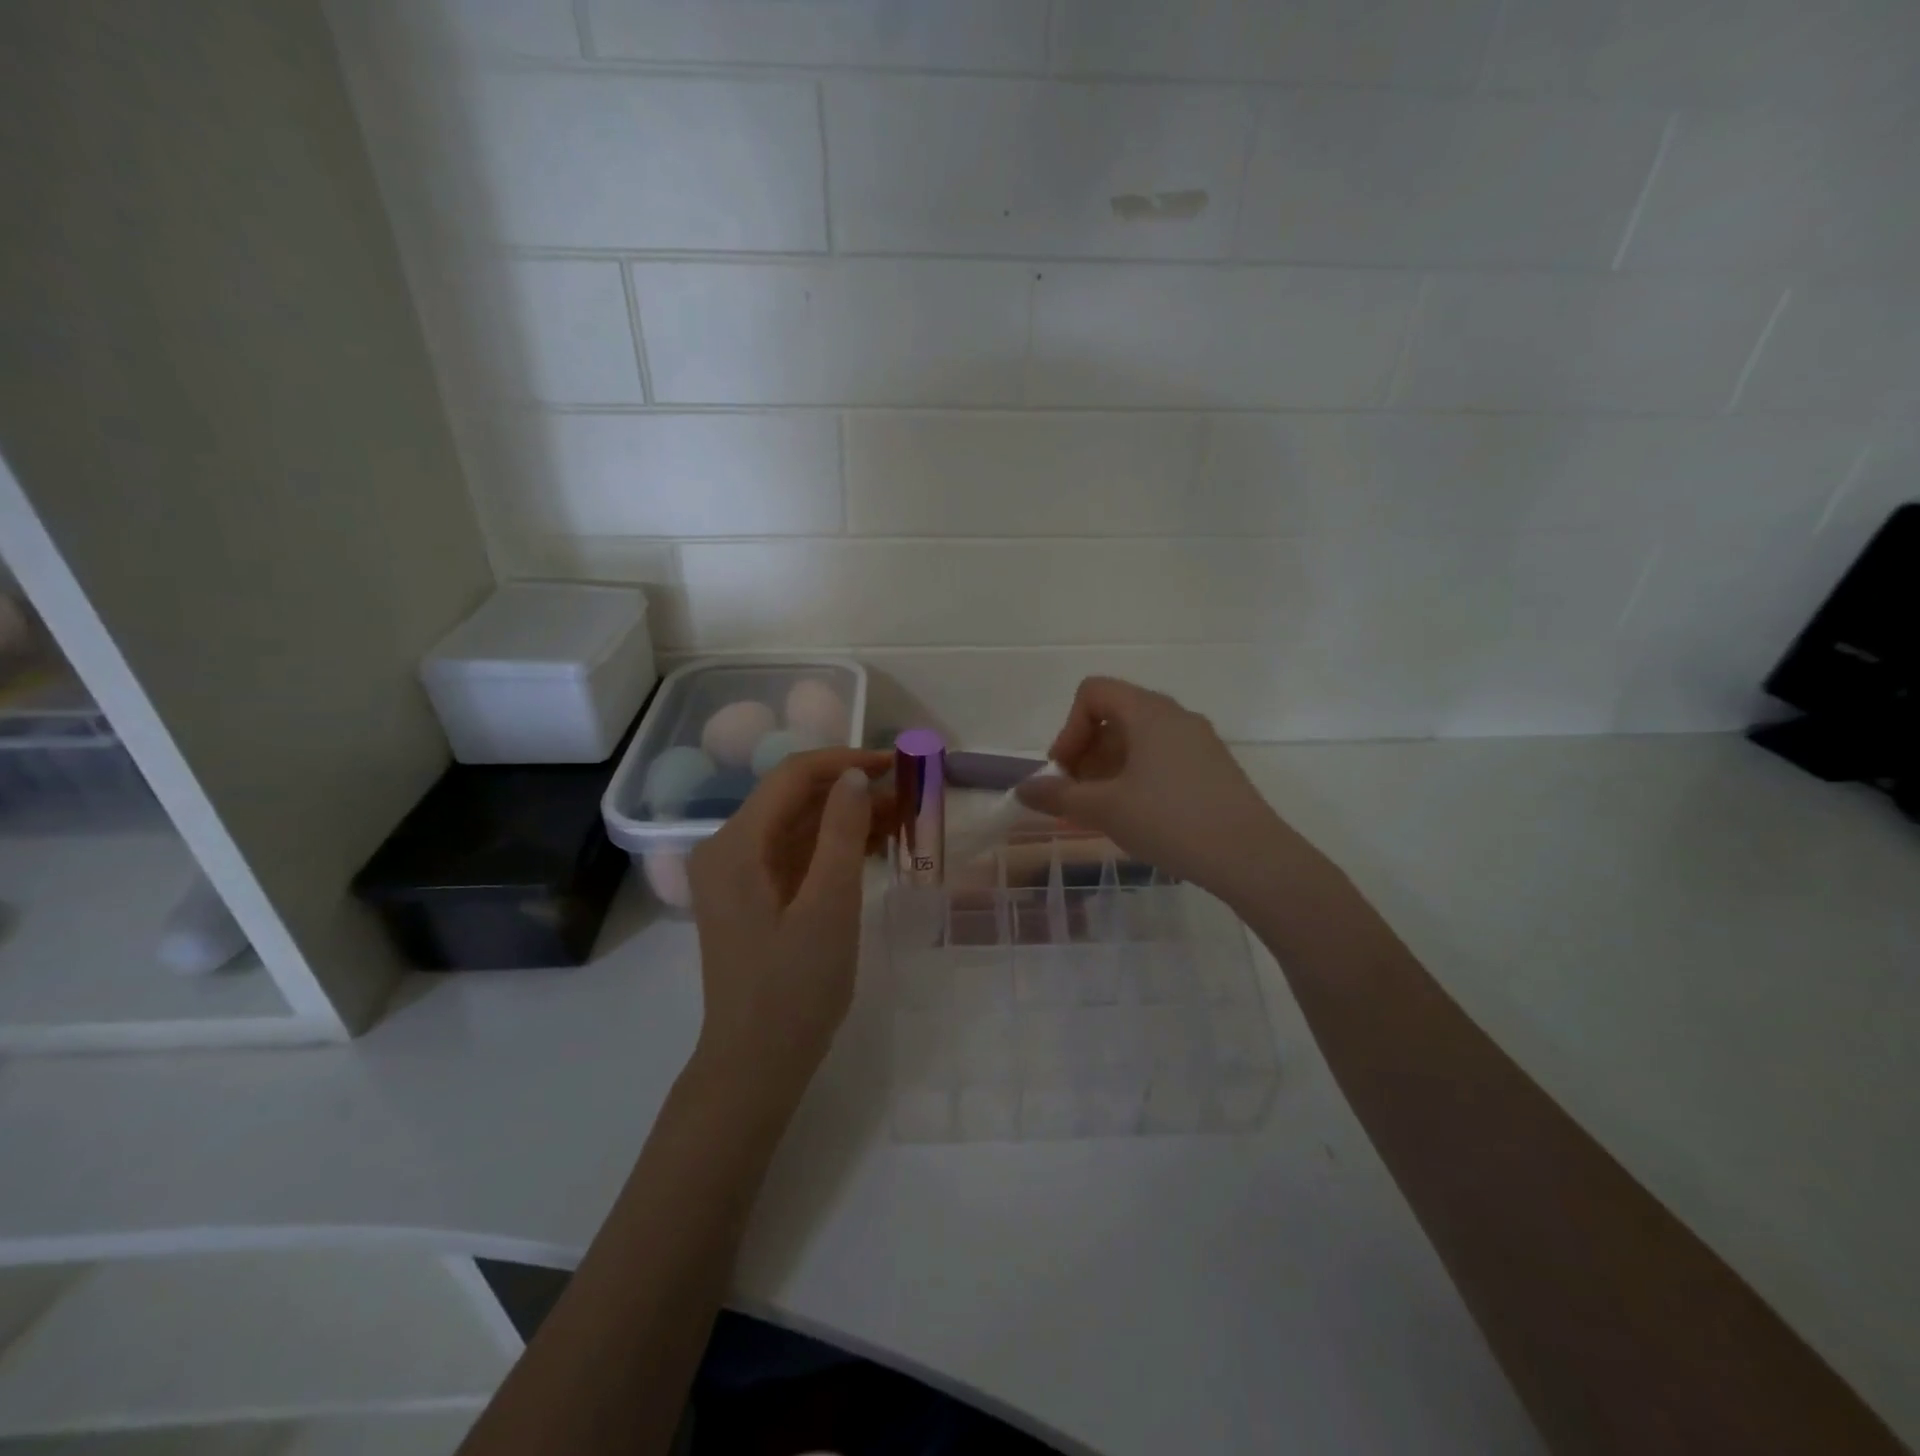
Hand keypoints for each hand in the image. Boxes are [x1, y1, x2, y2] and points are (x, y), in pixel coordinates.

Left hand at [688, 747, 893, 1102]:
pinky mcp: (752, 896)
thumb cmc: (794, 989)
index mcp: (735, 845)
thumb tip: (856, 776)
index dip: (846, 762)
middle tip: (908, 794)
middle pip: (793, 798)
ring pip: (797, 825)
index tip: (897, 765)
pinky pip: (795, 854)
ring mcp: (737, 874)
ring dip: (846, 817)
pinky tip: (874, 847)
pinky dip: (832, 846)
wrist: (756, 1065)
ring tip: (901, 817)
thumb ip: (842, 834)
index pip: (792, 776)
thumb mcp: (829, 907)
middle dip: (851, 790)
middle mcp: (727, 849)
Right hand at [1016, 676, 1286, 900]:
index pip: (1093, 692)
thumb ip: (1058, 796)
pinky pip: (1162, 757)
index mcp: (1149, 712)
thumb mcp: (1105, 809)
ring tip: (1103, 810)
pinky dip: (1137, 776)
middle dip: (1086, 751)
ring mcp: (1199, 741)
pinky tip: (1137, 815)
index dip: (1069, 728)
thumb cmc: (1170, 821)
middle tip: (1077, 795)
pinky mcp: (1213, 766)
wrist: (1251, 857)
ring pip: (1139, 738)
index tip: (1065, 771)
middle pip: (1115, 714)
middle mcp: (1176, 716)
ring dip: (1109, 767)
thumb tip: (1023, 790)